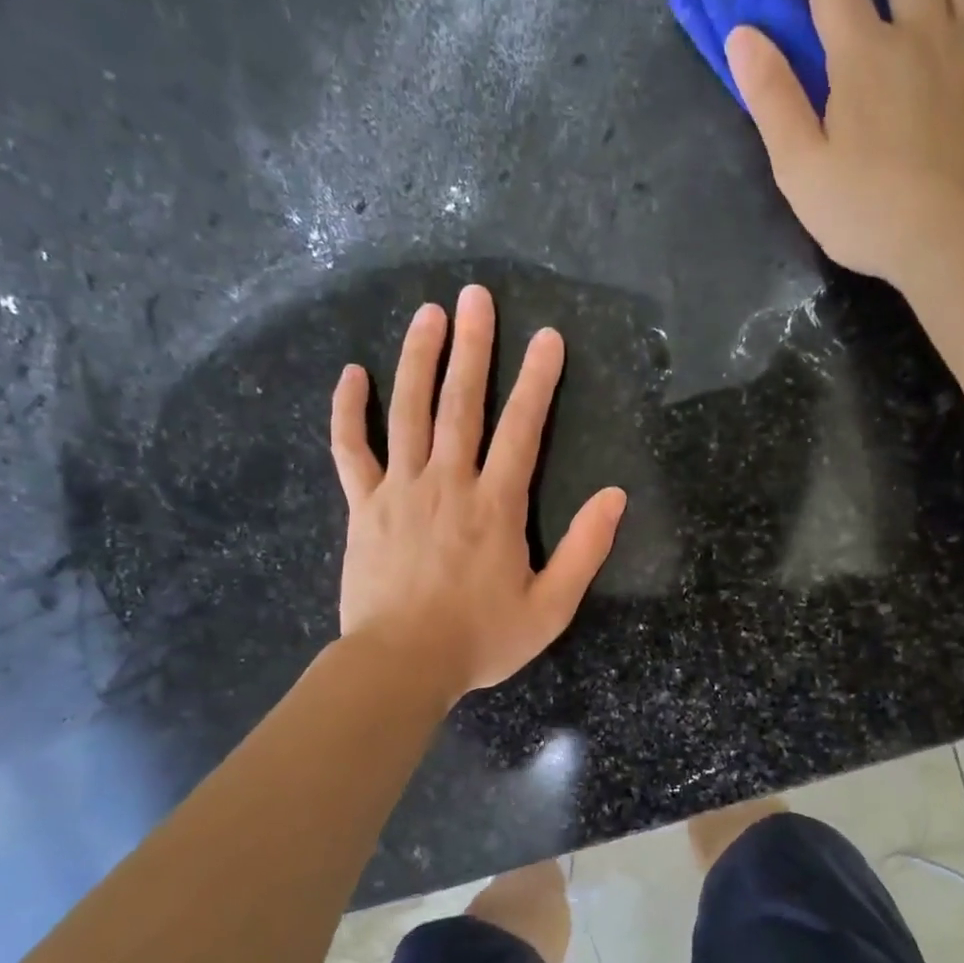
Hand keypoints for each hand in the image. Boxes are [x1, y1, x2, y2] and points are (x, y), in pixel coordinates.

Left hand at [330, 285, 626, 699]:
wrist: (401, 666)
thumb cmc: (480, 639)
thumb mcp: (551, 607)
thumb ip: (585, 550)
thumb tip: (614, 496)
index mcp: (496, 505)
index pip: (521, 429)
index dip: (538, 381)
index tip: (547, 337)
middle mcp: (448, 483)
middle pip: (462, 404)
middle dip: (474, 347)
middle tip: (477, 296)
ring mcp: (400, 490)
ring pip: (408, 412)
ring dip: (419, 360)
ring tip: (429, 313)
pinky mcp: (363, 506)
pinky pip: (350, 450)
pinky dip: (348, 411)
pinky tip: (352, 373)